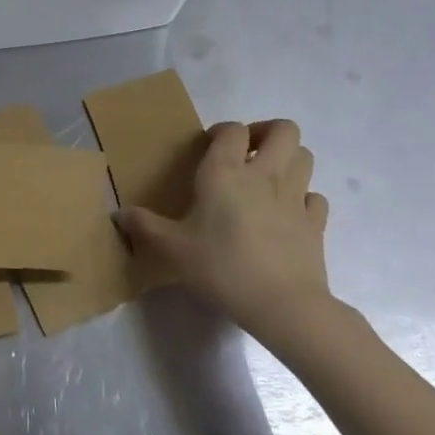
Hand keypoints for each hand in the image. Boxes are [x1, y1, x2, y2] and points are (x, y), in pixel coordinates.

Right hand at [117, 120, 335, 343]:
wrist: (284, 305)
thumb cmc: (222, 267)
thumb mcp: (173, 249)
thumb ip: (145, 227)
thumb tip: (117, 215)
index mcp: (226, 172)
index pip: (233, 129)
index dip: (223, 131)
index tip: (209, 147)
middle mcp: (265, 174)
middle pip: (283, 130)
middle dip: (266, 133)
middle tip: (247, 153)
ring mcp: (296, 197)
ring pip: (304, 156)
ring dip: (288, 159)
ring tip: (268, 178)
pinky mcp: (316, 224)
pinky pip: (315, 197)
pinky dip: (304, 198)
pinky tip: (288, 213)